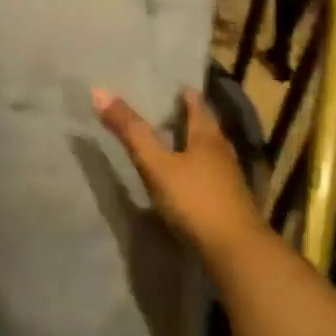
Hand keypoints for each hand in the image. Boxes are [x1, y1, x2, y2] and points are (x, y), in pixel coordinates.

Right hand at [93, 85, 268, 259]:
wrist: (234, 249)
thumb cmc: (194, 199)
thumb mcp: (156, 164)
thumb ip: (131, 131)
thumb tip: (100, 91)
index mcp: (207, 136)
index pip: (198, 105)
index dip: (186, 94)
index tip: (175, 86)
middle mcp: (222, 151)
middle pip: (206, 127)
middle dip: (190, 118)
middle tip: (169, 111)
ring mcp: (229, 178)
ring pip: (210, 151)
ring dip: (194, 144)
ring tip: (175, 143)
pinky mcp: (230, 201)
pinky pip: (211, 175)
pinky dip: (197, 169)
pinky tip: (187, 179)